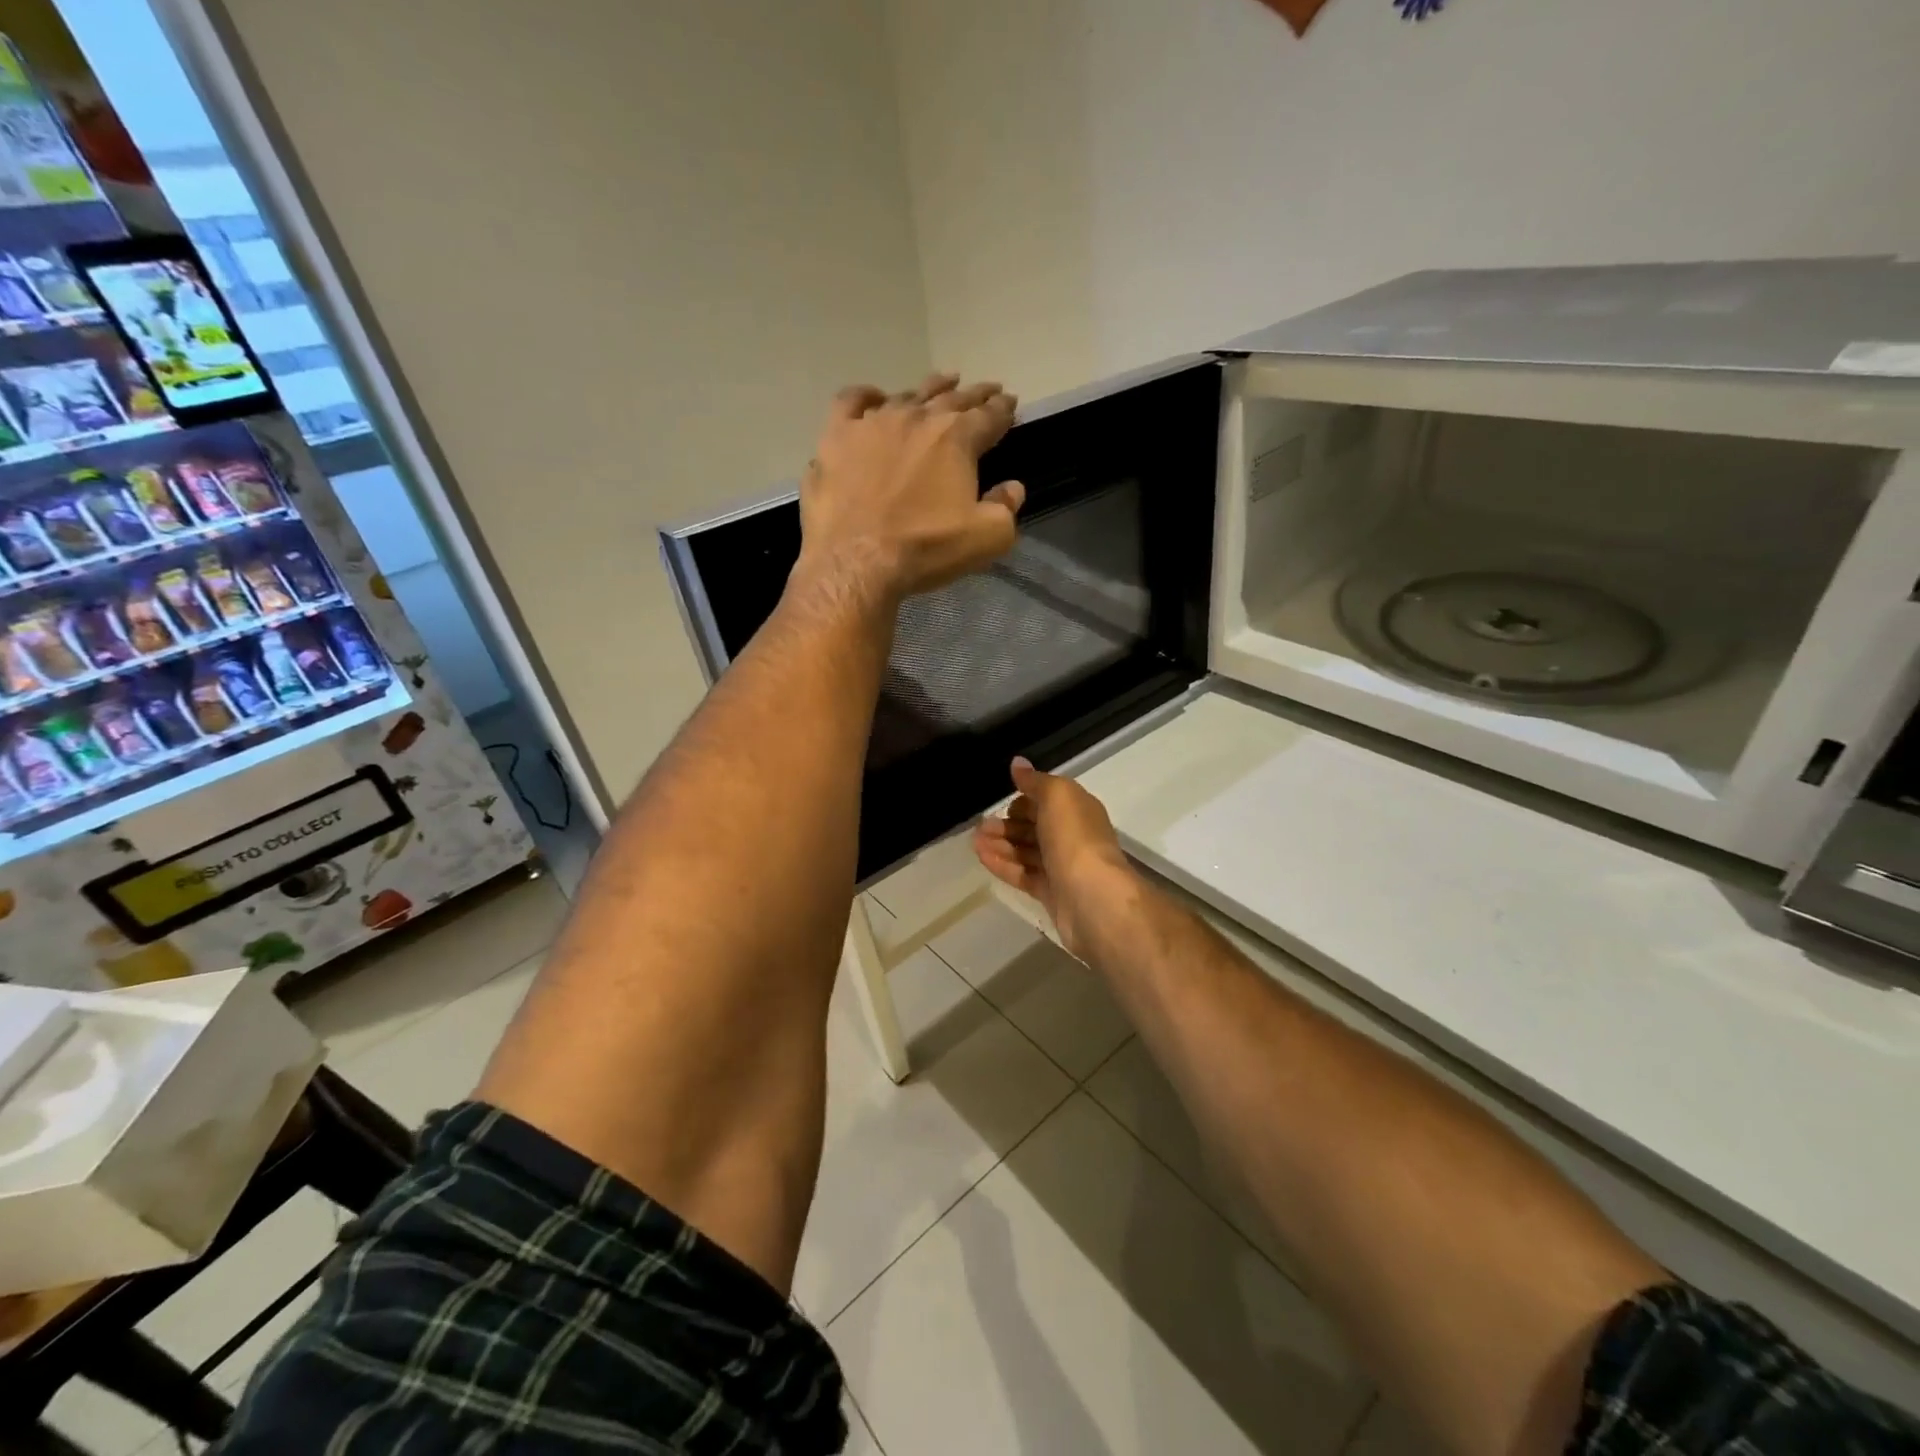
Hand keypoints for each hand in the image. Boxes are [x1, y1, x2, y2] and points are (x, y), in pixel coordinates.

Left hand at [795, 373, 1023, 602]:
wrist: (857, 561)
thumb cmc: (925, 548)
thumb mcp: (986, 538)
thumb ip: (1006, 508)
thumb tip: (1012, 488)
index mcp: (956, 438)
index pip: (988, 416)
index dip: (1003, 409)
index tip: (1010, 402)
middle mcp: (916, 418)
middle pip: (951, 398)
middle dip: (974, 394)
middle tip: (987, 389)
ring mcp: (873, 423)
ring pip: (906, 395)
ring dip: (929, 389)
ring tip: (942, 384)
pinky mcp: (837, 438)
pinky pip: (850, 402)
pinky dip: (865, 396)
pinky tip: (874, 397)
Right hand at [974, 757, 1135, 960]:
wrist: (1092, 898)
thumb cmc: (1075, 839)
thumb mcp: (1057, 796)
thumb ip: (1036, 781)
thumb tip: (1018, 763)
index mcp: (1079, 810)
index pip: (1049, 800)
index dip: (1025, 799)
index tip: (1002, 801)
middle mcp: (1073, 837)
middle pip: (1036, 827)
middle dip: (1008, 824)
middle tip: (980, 826)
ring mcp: (1062, 867)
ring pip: (1027, 851)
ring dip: (1001, 844)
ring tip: (975, 842)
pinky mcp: (1051, 893)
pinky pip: (1023, 874)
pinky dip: (1003, 865)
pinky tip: (982, 858)